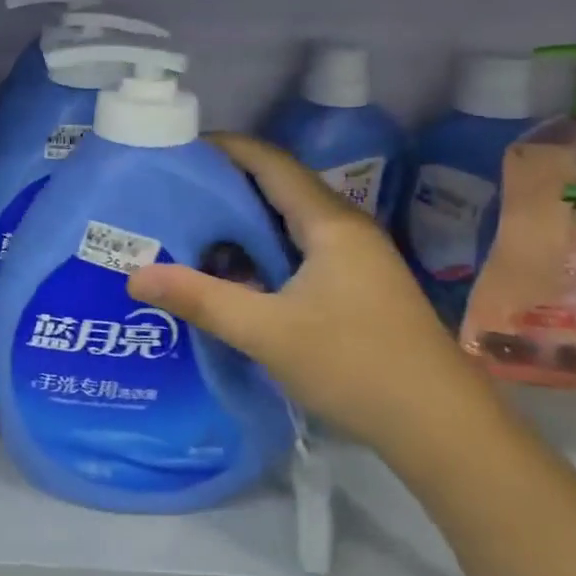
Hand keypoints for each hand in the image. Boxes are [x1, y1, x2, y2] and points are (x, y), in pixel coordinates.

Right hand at [127, 133, 494, 453]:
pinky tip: (231, 274)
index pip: (270, 162)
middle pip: (278, 188)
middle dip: (225, 185)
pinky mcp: (355, 288)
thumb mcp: (267, 333)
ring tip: (188, 229)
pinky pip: (298, 252)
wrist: (440, 428)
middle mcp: (345, 229)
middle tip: (170, 193)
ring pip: (288, 223)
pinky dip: (261, 252)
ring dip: (242, 222)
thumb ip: (201, 300)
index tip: (176, 149)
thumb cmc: (356, 366)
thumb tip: (135, 276)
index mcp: (329, 223)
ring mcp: (355, 260)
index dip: (225, 148)